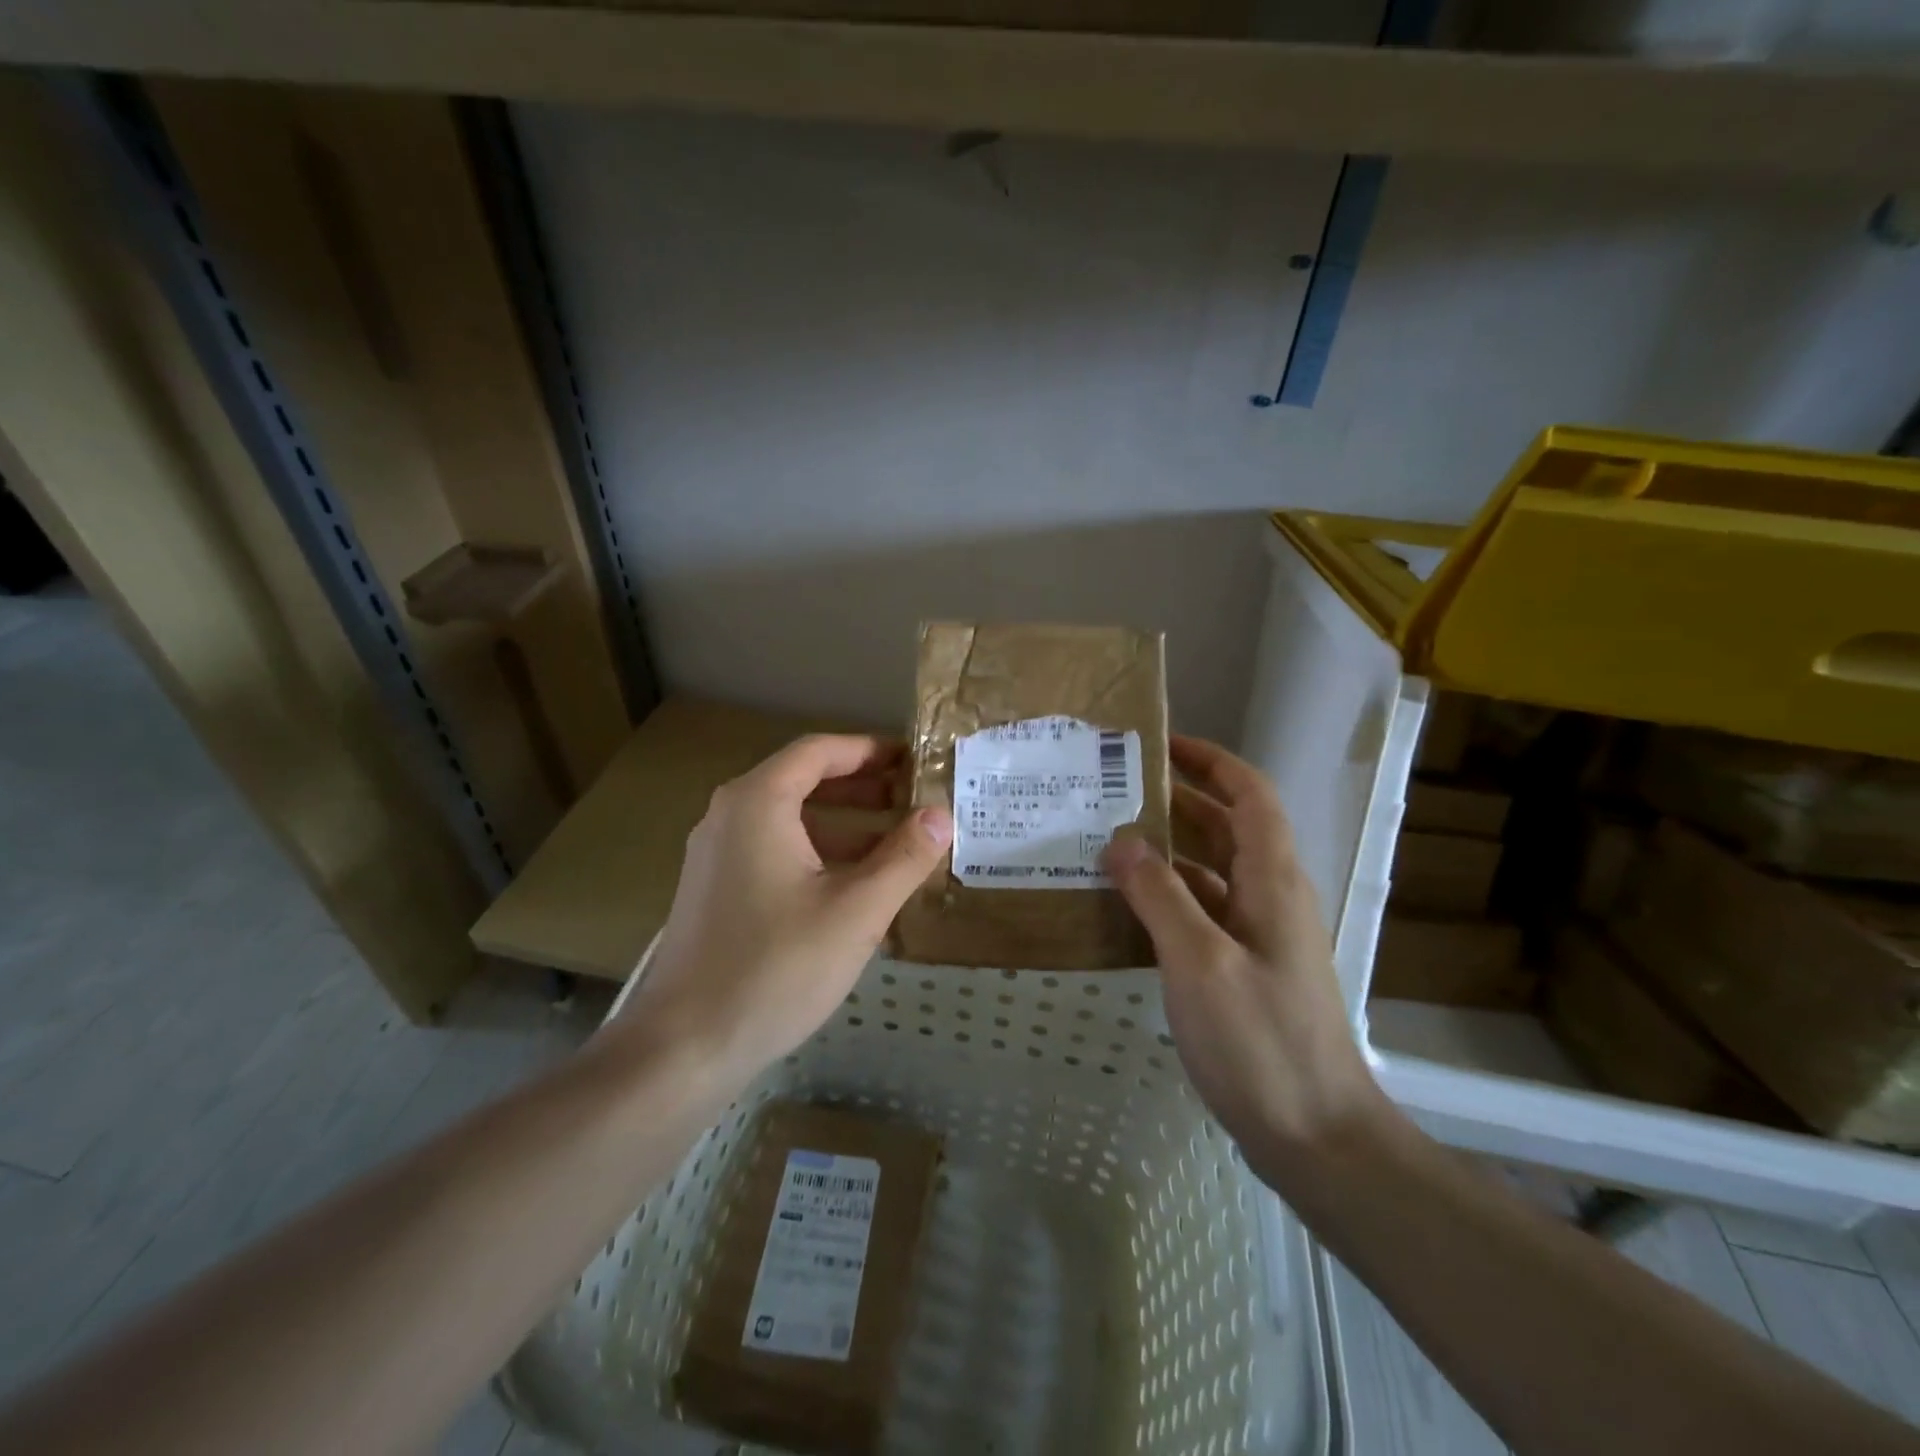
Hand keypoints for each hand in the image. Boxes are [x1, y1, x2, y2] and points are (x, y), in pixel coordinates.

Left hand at [624, 735, 952, 1084]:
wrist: (684, 1046)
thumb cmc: (775, 967)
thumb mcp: (856, 911)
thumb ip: (904, 858)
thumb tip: (942, 815)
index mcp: (757, 803)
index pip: (819, 751)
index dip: (870, 750)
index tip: (913, 760)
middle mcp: (729, 815)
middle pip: (803, 781)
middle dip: (862, 787)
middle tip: (913, 799)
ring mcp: (717, 854)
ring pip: (789, 820)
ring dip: (844, 824)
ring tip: (896, 843)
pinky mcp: (716, 890)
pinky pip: (774, 851)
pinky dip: (817, 853)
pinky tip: (854, 885)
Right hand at [1103, 735, 1389, 1183]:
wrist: (1317, 1137)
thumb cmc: (1261, 1041)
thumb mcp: (1200, 961)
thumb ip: (1159, 895)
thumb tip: (1121, 840)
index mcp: (1271, 879)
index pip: (1248, 794)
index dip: (1210, 760)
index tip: (1158, 744)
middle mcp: (1269, 896)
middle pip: (1225, 827)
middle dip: (1176, 800)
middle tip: (1112, 790)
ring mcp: (1257, 936)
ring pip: (1208, 872)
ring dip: (1165, 852)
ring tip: (1104, 841)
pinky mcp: (1243, 969)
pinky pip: (1201, 914)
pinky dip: (1165, 899)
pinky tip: (1122, 908)